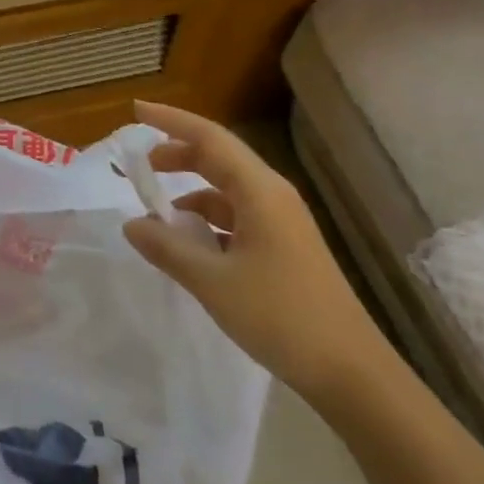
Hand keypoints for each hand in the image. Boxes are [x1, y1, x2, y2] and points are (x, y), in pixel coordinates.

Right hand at [122, 101, 391, 403]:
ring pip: (227, 190)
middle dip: (178, 155)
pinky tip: (191, 245)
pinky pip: (237, 216)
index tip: (136, 110)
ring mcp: (282, 222)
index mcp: (260, 192)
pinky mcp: (284, 246)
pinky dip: (208, 220)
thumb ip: (168, 248)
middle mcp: (272, 196)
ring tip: (158, 215)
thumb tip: (131, 223)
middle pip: (219, 158)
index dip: (171, 121)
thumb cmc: (281, 316)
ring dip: (191, 192)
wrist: (351, 372)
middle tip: (141, 166)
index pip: (210, 138)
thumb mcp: (213, 282)